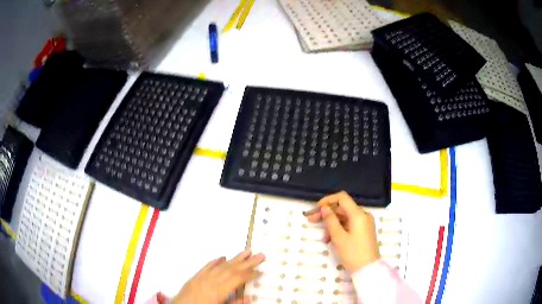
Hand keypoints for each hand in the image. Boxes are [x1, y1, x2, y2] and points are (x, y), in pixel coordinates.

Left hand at [172, 250, 264, 303]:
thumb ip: (235, 303)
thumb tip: (250, 297)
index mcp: (219, 290)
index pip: (238, 279)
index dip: (251, 275)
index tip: (261, 271)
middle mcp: (211, 281)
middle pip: (232, 269)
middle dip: (247, 262)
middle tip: (260, 255)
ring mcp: (202, 277)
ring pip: (221, 265)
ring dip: (234, 258)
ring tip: (246, 251)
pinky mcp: (195, 277)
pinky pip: (206, 267)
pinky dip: (215, 261)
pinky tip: (222, 257)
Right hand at [307, 191, 379, 272]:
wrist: (367, 269)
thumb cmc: (353, 253)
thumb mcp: (338, 237)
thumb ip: (330, 220)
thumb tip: (325, 207)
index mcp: (358, 214)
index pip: (342, 198)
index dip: (328, 200)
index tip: (316, 208)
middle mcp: (363, 215)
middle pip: (342, 209)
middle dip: (327, 214)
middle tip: (311, 220)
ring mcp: (364, 224)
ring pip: (345, 218)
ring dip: (332, 225)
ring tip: (323, 238)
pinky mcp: (364, 232)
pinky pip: (350, 225)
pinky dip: (340, 230)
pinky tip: (331, 240)